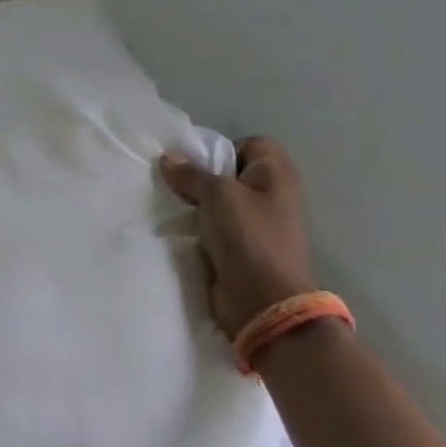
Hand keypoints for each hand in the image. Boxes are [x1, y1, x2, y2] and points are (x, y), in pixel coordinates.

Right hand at [158, 136, 317, 339]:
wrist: (263, 302)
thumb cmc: (249, 238)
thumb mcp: (217, 195)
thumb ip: (192, 173)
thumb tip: (169, 158)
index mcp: (276, 175)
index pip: (250, 144)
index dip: (222, 149)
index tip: (195, 164)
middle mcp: (271, 196)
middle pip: (230, 174)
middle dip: (200, 177)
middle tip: (174, 183)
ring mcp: (257, 224)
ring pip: (218, 202)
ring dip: (195, 204)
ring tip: (169, 205)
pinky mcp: (240, 249)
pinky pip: (214, 228)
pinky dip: (197, 227)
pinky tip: (176, 229)